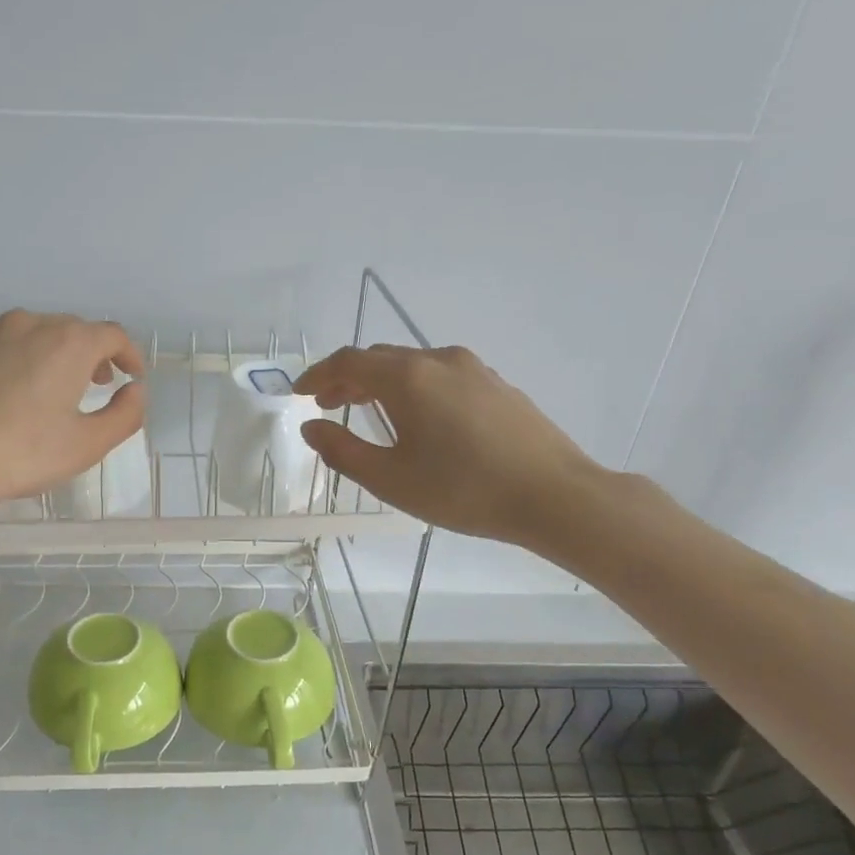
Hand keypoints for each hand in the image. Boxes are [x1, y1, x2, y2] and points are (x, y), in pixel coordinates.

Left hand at [0, 310, 145, 515]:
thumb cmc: (20, 454)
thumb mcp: (87, 445)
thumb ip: (124, 415)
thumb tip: (135, 391)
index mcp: (67, 343)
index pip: (112, 334)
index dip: (129, 355)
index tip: (132, 377)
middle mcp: (25, 324)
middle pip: (69, 330)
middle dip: (88, 355)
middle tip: (92, 385)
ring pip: (25, 336)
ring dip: (43, 357)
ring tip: (41, 392)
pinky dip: (2, 364)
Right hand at [293, 344, 603, 550]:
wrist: (554, 496)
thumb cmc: (463, 490)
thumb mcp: (391, 479)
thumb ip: (342, 451)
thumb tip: (312, 428)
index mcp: (408, 377)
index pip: (348, 362)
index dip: (318, 375)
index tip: (299, 393)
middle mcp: (439, 360)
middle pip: (381, 358)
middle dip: (348, 378)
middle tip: (328, 405)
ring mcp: (474, 369)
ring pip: (413, 365)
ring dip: (382, 383)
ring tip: (368, 411)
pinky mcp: (497, 385)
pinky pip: (441, 376)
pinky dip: (414, 388)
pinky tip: (420, 419)